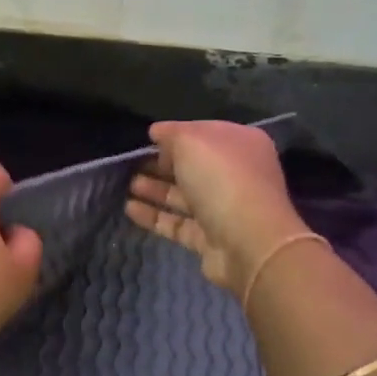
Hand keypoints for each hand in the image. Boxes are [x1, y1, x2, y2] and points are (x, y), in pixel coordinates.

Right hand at [125, 121, 308, 295]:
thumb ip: (171, 134)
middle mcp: (235, 174)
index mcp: (240, 144)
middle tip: (132, 163)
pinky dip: (154, 216)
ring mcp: (223, 209)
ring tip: (128, 185)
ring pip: (184, 195)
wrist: (248, 242)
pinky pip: (177, 223)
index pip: (203, 133)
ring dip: (155, 189)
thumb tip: (157, 133)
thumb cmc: (222, 180)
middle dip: (162, 164)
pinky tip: (129, 209)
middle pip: (193, 166)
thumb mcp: (192, 141)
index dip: (175, 134)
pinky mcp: (209, 238)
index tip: (147, 139)